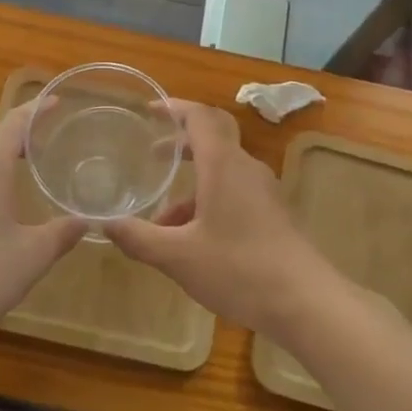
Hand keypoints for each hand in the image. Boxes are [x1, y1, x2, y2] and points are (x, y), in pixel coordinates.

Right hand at [105, 100, 342, 342]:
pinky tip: (192, 241)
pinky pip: (235, 193)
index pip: (200, 117)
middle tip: (152, 155)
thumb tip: (105, 224)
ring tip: (161, 219)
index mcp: (223, 164)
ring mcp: (264, 191)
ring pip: (222, 173)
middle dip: (181, 143)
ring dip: (192, 185)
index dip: (174, 108)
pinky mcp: (273, 214)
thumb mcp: (178, 257)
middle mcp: (245, 168)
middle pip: (213, 139)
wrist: (306, 302)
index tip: (149, 110)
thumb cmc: (239, 269)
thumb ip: (139, 238)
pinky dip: (209, 202)